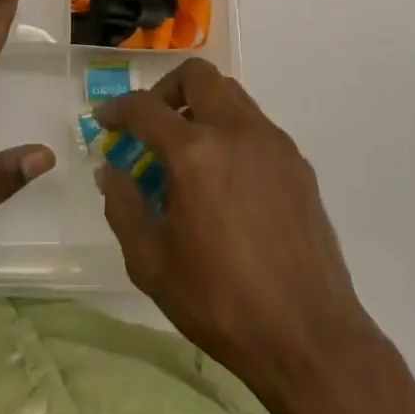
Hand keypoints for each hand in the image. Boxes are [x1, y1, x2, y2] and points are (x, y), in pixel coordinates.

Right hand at [95, 59, 380, 399]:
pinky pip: (255, 126)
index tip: (104, 120)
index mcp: (196, 152)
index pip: (145, 107)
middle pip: (197, 76)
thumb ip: (123, 207)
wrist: (310, 337)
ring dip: (201, 107)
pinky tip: (225, 181)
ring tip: (188, 154)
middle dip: (166, 91)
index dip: (117, 109)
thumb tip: (110, 170)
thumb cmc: (221, 302)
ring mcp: (273, 143)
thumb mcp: (152, 264)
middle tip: (152, 126)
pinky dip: (230, 132)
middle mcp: (236, 130)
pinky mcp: (298, 163)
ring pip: (230, 94)